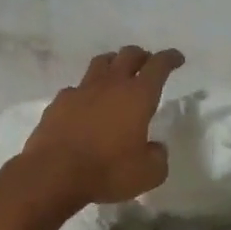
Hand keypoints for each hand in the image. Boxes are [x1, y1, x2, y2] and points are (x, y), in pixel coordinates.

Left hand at [19, 45, 184, 205]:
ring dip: (113, 63)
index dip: (170, 58)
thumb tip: (156, 148)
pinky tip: (86, 104)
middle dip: (141, 56)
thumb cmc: (107, 171)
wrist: (53, 173)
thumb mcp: (148, 174)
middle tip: (147, 63)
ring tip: (117, 73)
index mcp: (138, 96)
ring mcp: (81, 90)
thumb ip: (158, 157)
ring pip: (100, 63)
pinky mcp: (59, 102)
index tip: (177, 58)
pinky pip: (76, 88)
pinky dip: (86, 91)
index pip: (158, 65)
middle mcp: (111, 85)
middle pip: (128, 55)